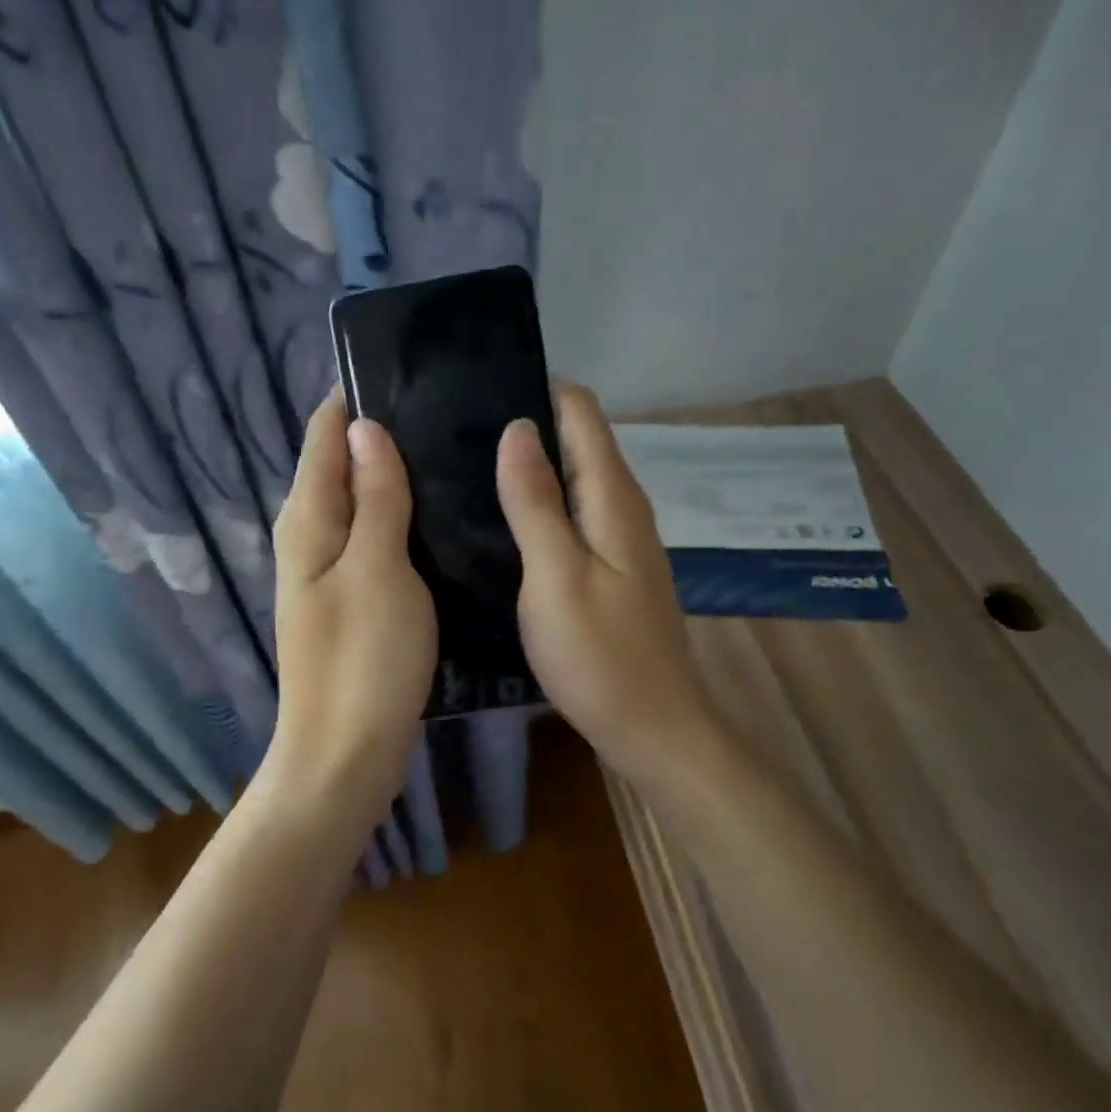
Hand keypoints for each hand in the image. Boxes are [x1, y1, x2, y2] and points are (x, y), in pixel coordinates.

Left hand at [266, 390, 435, 804]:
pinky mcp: (351, 601)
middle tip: (445, 411)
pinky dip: (398, 520)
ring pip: (359, 505)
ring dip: (392, 478)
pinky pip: (372, 541)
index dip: (355, 399)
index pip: (323, 435)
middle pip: (340, 467)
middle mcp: (309, 538)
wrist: (345, 753)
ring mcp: (328, 573)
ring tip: (449, 452)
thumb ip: (375, 497)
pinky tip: (435, 517)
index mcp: (308, 520)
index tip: (406, 372)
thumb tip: (365, 428)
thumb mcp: (377, 567)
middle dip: (380, 435)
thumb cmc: (364, 659)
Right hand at [497, 383, 720, 780]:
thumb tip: (518, 428)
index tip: (482, 384)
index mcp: (612, 497)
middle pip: (579, 441)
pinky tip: (503, 520)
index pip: (582, 413)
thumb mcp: (556, 574)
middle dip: (529, 423)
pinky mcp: (611, 569)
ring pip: (574, 479)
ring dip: (532, 465)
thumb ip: (536, 501)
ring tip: (468, 464)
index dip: (540, 388)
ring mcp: (620, 540)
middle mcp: (623, 507)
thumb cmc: (599, 654)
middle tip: (458, 427)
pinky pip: (574, 515)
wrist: (652, 727)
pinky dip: (541, 504)